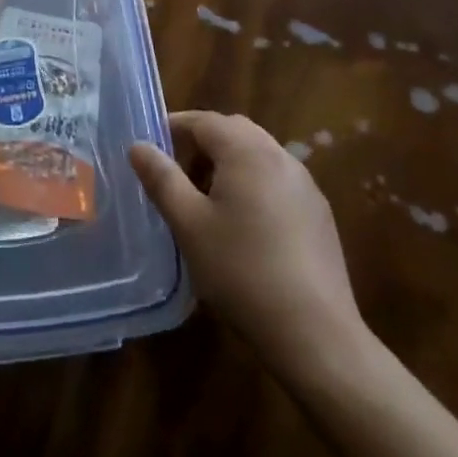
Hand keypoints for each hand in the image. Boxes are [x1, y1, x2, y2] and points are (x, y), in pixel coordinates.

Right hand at [131, 111, 367, 375]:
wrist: (316, 335)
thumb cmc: (242, 272)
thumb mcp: (189, 224)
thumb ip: (161, 179)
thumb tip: (138, 146)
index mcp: (247, 150)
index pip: (203, 121)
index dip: (174, 128)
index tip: (151, 150)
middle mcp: (279, 156)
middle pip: (233, 132)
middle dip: (201, 145)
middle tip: (177, 175)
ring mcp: (305, 185)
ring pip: (258, 155)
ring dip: (228, 165)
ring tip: (206, 202)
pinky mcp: (319, 214)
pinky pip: (277, 181)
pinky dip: (253, 185)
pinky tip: (245, 227)